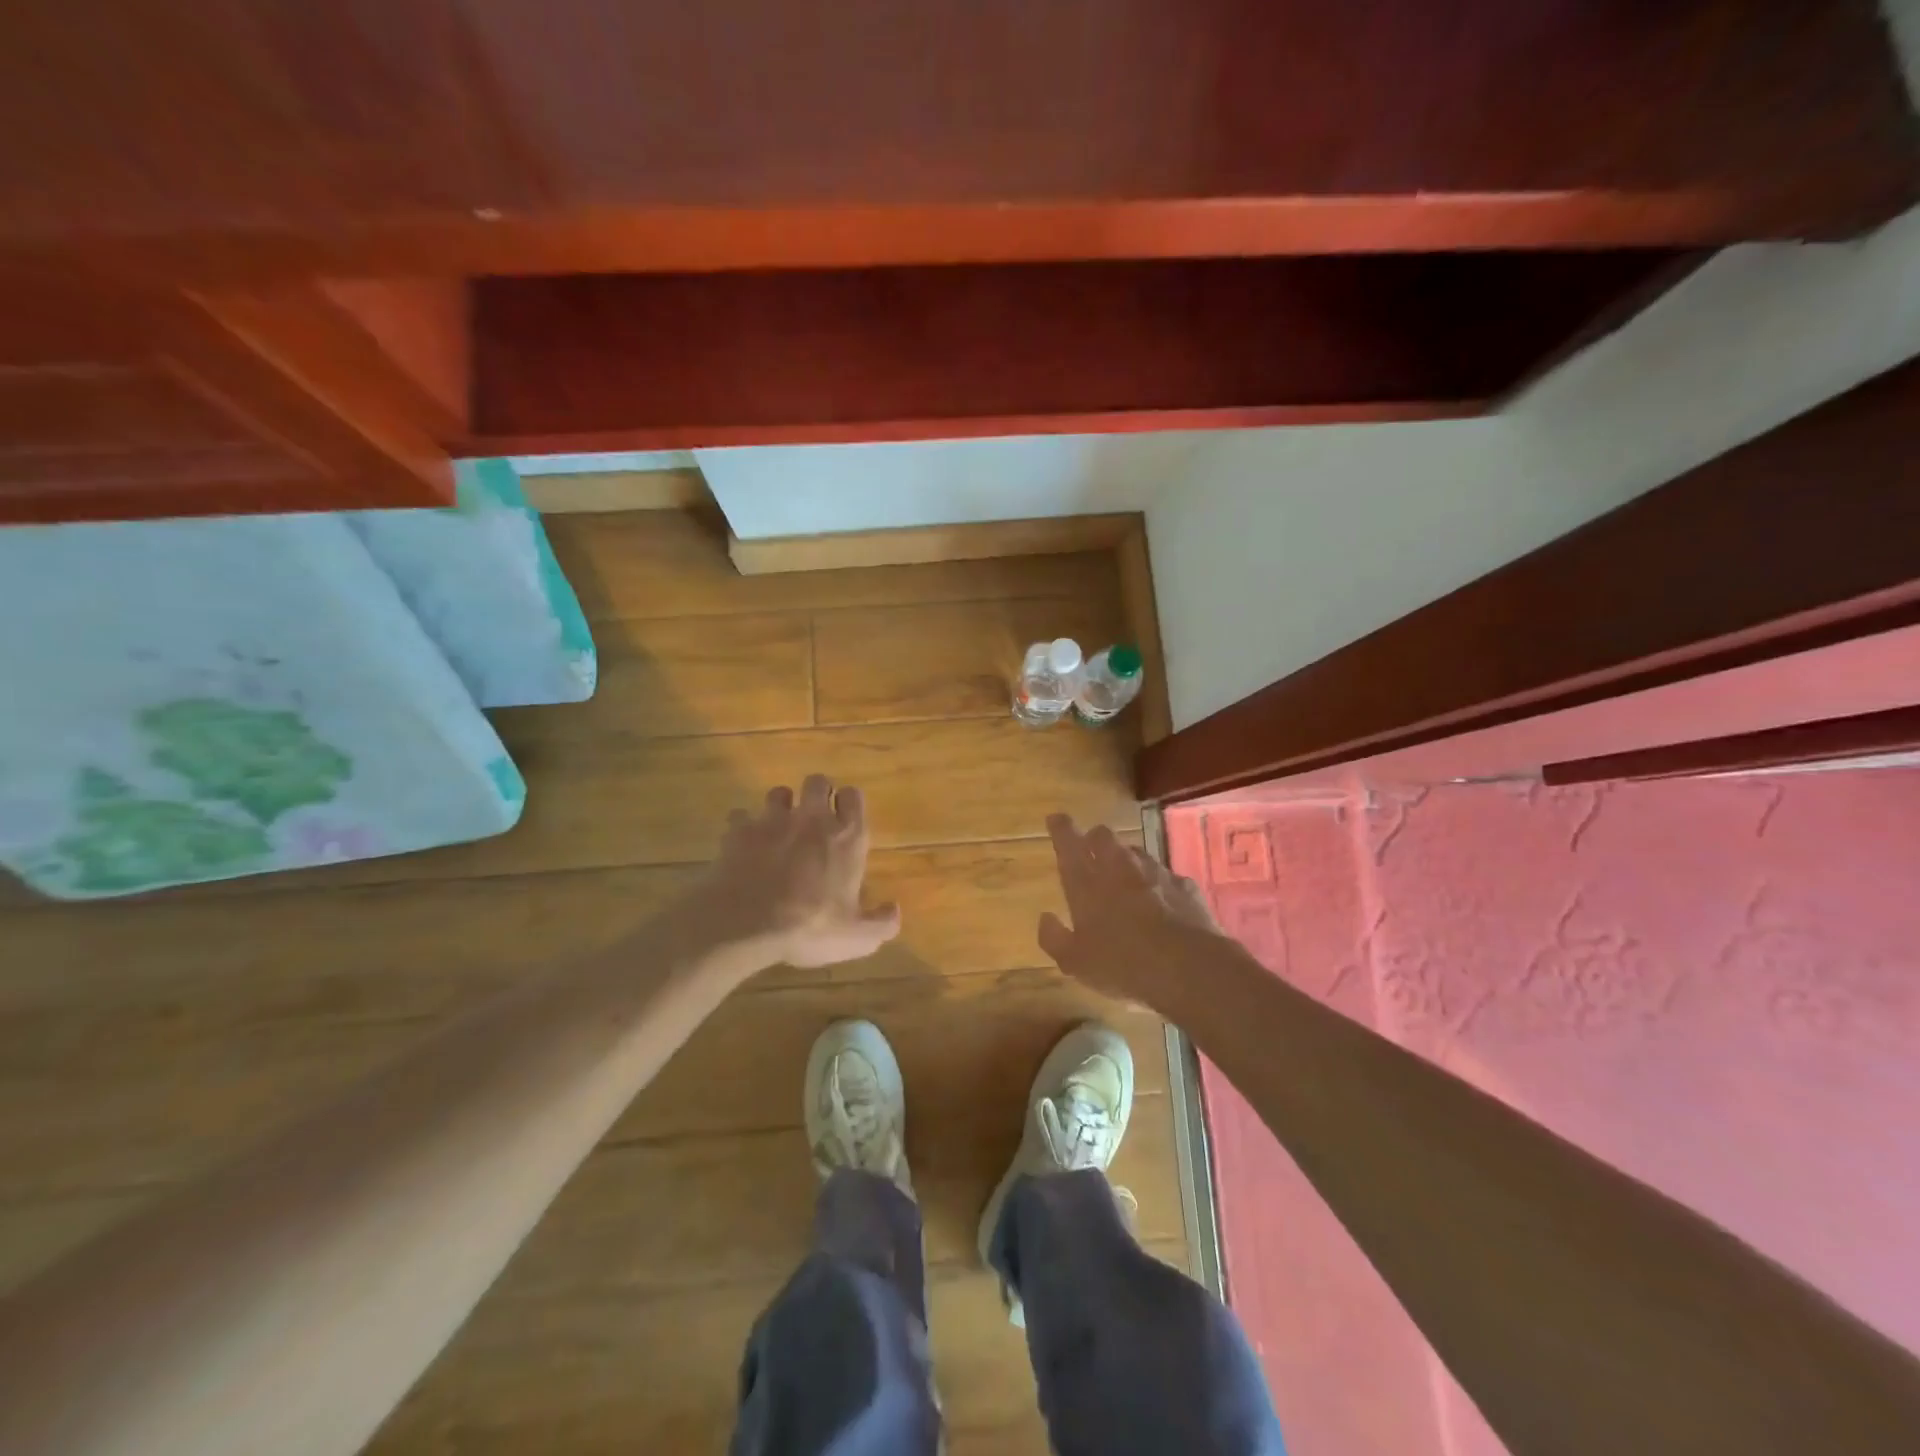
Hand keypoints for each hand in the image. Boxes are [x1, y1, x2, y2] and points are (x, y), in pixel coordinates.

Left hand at [706, 775, 901, 969]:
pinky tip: (744, 844)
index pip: (854, 796)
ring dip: (781, 806)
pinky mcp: (739, 830)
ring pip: (778, 792)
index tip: (846, 818)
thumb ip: (882, 923)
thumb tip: (894, 909)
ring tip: (779, 828)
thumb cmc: (810, 927)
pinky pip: (741, 816)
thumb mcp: (857, 938)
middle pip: (817, 781)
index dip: (850, 803)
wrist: (746, 924)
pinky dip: (744, 826)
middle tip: (815, 818)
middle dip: (817, 793)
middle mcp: (812, 819)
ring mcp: (772, 821)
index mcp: (846, 837)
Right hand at [1038, 814, 1223, 1003]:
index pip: (1068, 842)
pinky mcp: (1184, 885)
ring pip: (1135, 851)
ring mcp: (1155, 873)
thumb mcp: (1076, 963)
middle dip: (1093, 839)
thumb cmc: (1122, 966)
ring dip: (1126, 859)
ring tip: (1125, 878)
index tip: (1056, 818)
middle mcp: (1119, 868)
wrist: (1189, 968)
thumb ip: (1054, 937)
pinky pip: (1165, 875)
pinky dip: (1158, 883)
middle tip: (1089, 851)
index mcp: (1086, 883)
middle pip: (1103, 836)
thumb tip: (1045, 918)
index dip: (1060, 828)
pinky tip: (1161, 901)